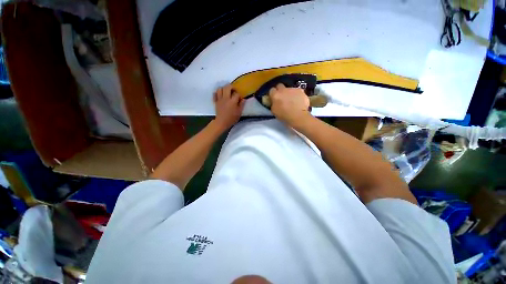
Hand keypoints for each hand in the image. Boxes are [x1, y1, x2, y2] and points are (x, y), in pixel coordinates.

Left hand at [213, 85, 244, 130]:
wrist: (222, 122)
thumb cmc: (232, 118)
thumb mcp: (239, 113)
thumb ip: (241, 105)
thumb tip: (243, 99)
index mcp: (233, 101)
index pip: (236, 94)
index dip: (239, 95)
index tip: (240, 99)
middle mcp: (226, 98)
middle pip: (227, 87)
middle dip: (231, 87)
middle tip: (233, 90)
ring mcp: (220, 99)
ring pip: (220, 89)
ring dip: (223, 88)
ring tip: (226, 92)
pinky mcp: (216, 101)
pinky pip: (215, 94)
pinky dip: (217, 93)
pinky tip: (220, 95)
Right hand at [269, 83, 310, 126]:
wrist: (297, 116)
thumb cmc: (284, 115)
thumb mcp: (274, 111)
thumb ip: (273, 104)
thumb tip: (274, 102)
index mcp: (275, 95)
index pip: (271, 90)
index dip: (273, 94)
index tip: (274, 98)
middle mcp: (283, 90)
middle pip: (280, 85)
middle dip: (280, 90)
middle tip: (282, 97)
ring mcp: (293, 89)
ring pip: (289, 89)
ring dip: (289, 93)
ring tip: (292, 101)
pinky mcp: (301, 91)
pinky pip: (297, 92)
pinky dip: (297, 95)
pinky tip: (299, 101)